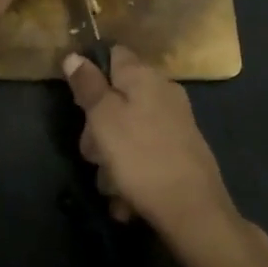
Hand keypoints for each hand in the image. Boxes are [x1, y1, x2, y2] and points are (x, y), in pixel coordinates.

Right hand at [62, 46, 240, 246]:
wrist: (193, 212)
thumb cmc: (140, 157)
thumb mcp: (102, 118)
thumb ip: (87, 85)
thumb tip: (74, 55)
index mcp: (144, 77)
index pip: (113, 54)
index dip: (91, 72)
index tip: (78, 100)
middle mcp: (163, 93)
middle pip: (116, 98)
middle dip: (97, 128)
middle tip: (93, 152)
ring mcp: (174, 124)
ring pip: (126, 131)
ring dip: (111, 159)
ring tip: (111, 185)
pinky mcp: (180, 152)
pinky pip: (143, 155)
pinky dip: (131, 174)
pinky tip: (126, 200)